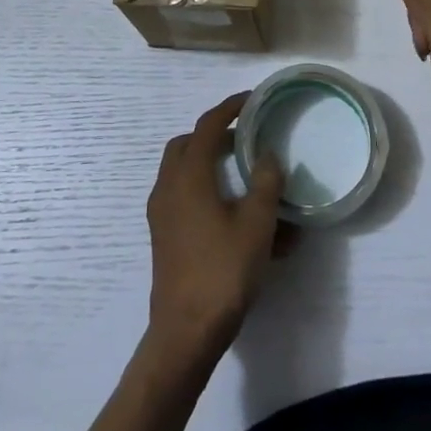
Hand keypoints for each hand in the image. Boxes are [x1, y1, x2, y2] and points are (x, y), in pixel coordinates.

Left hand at [145, 92, 284, 363]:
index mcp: (189, 175)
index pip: (208, 125)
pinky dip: (202, 189)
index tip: (251, 100)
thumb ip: (266, 183)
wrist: (186, 330)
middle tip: (244, 139)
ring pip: (181, 171)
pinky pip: (181, 196)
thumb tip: (269, 155)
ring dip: (207, 163)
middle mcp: (169, 187)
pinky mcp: (163, 236)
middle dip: (214, 134)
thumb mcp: (256, 224)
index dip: (230, 107)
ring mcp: (162, 213)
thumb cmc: (224, 270)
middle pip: (186, 144)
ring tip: (241, 175)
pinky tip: (230, 212)